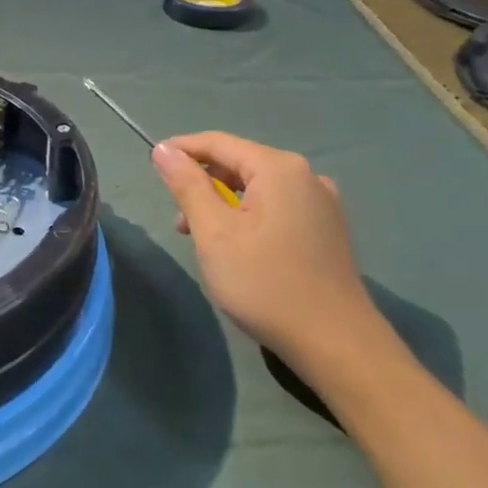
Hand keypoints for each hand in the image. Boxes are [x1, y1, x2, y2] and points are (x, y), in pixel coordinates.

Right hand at [152, 133, 395, 377]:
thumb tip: (164, 150)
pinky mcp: (327, 229)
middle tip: (178, 217)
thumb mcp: (214, 233)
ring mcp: (322, 203)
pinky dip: (249, 216)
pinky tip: (238, 247)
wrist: (336, 344)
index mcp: (279, 168)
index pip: (218, 142)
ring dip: (223, 203)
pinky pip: (277, 207)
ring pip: (258, 188)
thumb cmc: (266, 284)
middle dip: (202, 182)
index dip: (181, 150)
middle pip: (240, 163)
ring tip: (202, 238)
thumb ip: (187, 185)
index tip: (151, 164)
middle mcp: (306, 176)